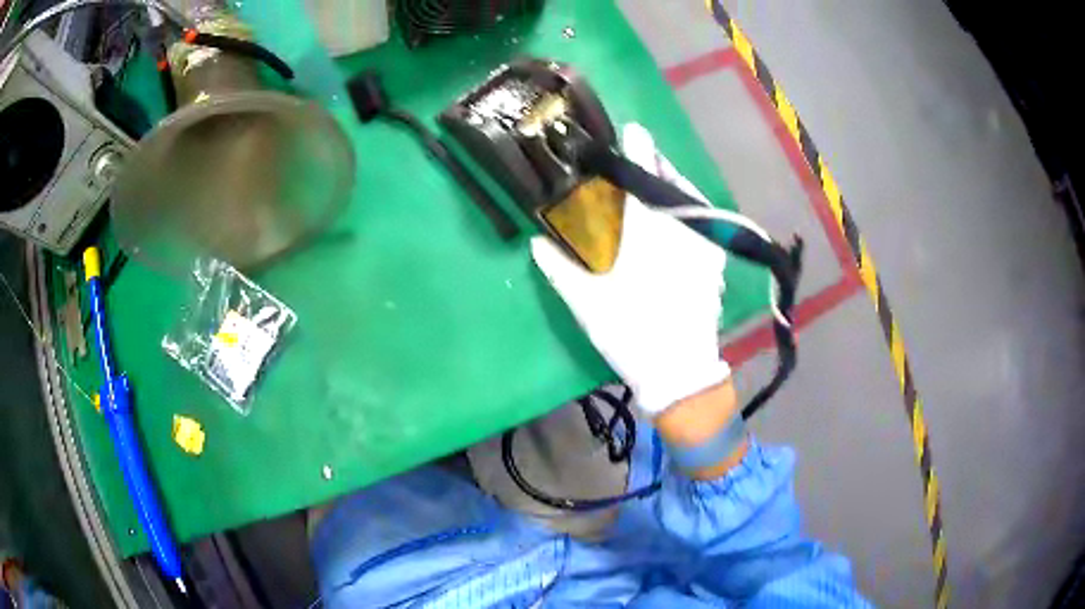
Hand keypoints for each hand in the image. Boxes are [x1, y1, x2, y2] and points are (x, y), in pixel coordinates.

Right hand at [531, 124, 730, 416]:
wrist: (679, 370)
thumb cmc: (631, 334)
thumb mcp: (588, 304)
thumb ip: (561, 269)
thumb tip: (536, 242)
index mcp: (647, 235)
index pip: (643, 180)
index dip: (638, 151)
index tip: (635, 130)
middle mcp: (679, 232)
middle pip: (672, 184)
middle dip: (658, 164)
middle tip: (645, 155)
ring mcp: (702, 247)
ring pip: (692, 201)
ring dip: (675, 184)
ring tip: (661, 181)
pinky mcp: (714, 264)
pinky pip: (705, 223)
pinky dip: (691, 210)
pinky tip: (682, 217)